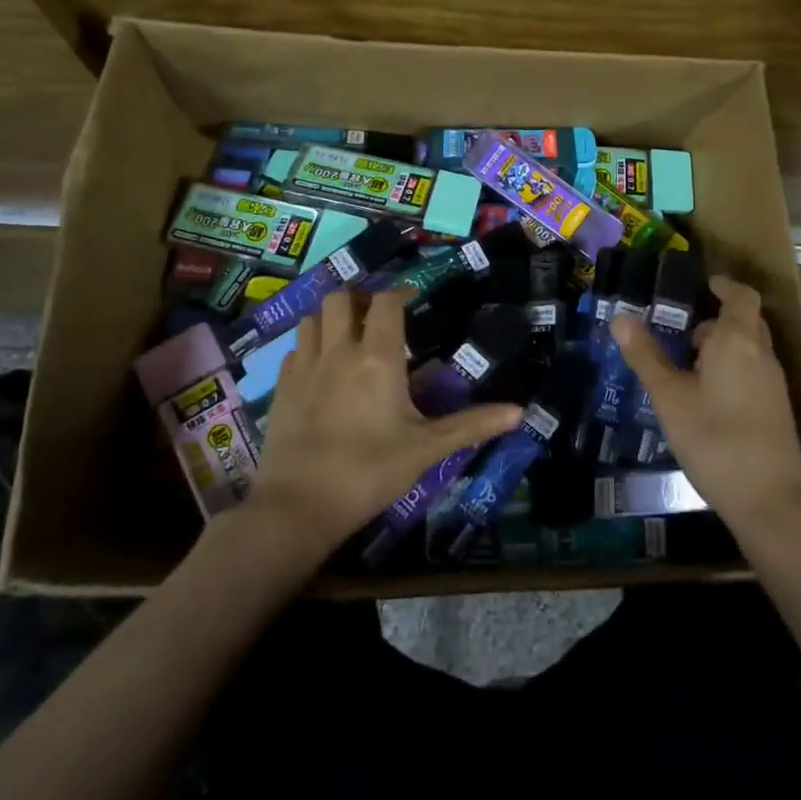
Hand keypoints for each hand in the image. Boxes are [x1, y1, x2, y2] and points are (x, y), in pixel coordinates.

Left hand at [248, 288, 521, 556]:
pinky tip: (320, 368)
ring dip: (330, 318)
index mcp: (377, 357)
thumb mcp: (427, 448)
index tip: (412, 298)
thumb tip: (520, 411)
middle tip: (377, 317)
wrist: (299, 506)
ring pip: (311, 318)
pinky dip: (309, 346)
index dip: (400, 293)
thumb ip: (472, 425)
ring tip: (347, 335)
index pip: (386, 303)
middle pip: (340, 298)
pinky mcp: (281, 389)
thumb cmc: (370, 471)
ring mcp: (305, 368)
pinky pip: (295, 349)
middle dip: (360, 298)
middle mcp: (338, 351)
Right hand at [614, 275, 800, 532]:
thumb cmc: (714, 437)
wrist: (769, 499)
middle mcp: (761, 354)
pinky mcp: (775, 410)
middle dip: (716, 321)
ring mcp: (773, 384)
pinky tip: (705, 398)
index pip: (741, 296)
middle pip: (745, 322)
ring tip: (686, 366)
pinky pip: (752, 373)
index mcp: (738, 340)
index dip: (724, 286)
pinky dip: (731, 370)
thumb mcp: (670, 396)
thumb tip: (621, 317)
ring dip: (722, 348)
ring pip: (749, 350)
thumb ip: (646, 355)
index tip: (704, 284)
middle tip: (682, 331)